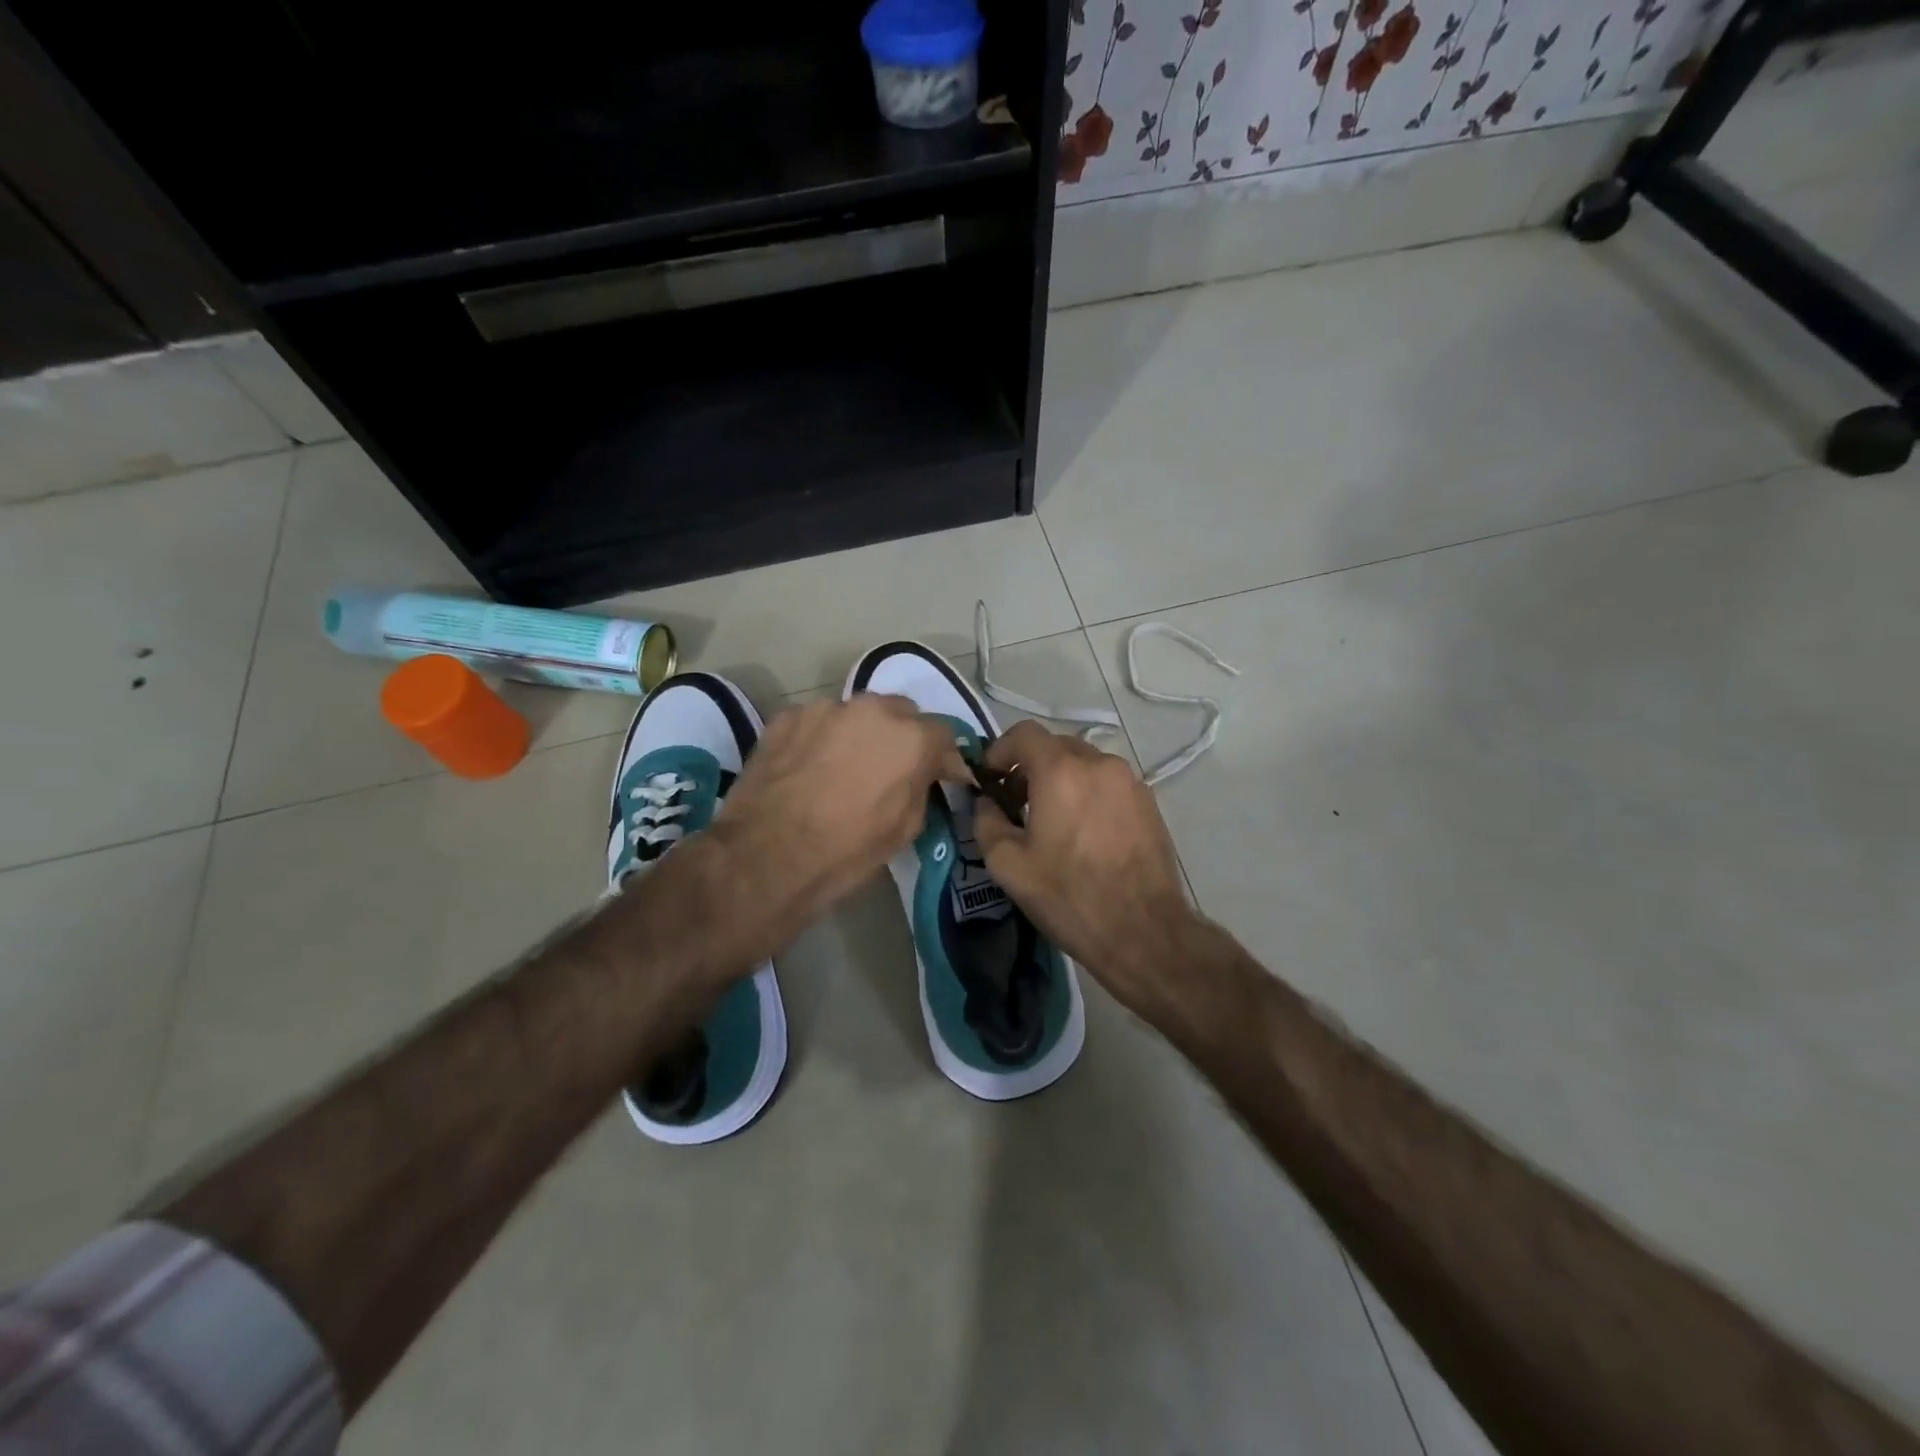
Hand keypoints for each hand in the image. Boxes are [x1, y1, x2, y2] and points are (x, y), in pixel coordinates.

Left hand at [692, 694, 969, 960]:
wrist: (766, 856)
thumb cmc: (846, 850)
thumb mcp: (904, 829)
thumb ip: (922, 788)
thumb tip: (923, 774)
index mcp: (911, 738)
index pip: (943, 734)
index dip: (942, 758)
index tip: (939, 776)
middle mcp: (872, 710)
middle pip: (901, 713)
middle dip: (901, 737)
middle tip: (889, 770)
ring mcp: (825, 708)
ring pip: (856, 714)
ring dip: (859, 735)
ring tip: (842, 769)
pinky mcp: (787, 717)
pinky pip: (817, 722)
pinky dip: (820, 739)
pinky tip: (808, 769)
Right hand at [972, 721, 1200, 1016]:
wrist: (1143, 931)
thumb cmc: (1069, 896)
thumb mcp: (1008, 865)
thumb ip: (986, 822)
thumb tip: (986, 803)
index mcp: (1061, 770)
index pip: (1023, 733)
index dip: (1000, 750)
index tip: (991, 779)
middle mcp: (1099, 763)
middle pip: (1055, 746)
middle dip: (1030, 766)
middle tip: (1016, 802)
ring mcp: (1130, 781)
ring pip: (1085, 764)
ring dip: (1062, 779)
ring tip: (1052, 819)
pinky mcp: (1149, 802)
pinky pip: (1108, 783)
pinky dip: (1089, 793)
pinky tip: (1084, 832)